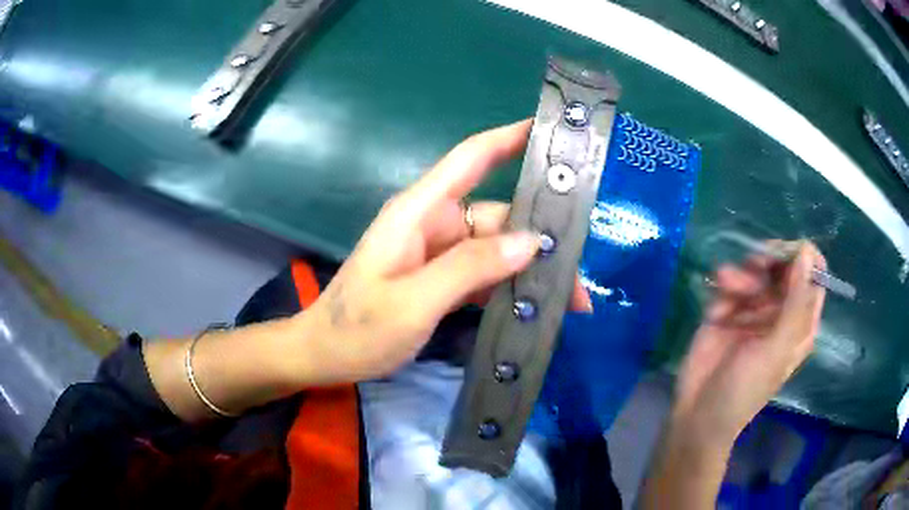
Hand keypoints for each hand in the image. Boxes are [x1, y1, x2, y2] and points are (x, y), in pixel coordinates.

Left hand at [298, 120, 591, 383]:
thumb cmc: (358, 329)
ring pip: (499, 248)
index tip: (552, 132)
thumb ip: (469, 268)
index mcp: (420, 212)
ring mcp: (439, 251)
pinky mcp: (442, 277)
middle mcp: (435, 223)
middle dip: (542, 243)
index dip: (509, 138)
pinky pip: (486, 272)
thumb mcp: (413, 302)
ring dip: (532, 272)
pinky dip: (511, 286)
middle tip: (579, 284)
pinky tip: (536, 307)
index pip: (471, 159)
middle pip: (499, 217)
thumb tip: (531, 241)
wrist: (326, 355)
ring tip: (570, 303)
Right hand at [672, 241, 826, 444]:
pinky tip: (717, 303)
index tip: (785, 254)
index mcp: (800, 321)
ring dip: (743, 272)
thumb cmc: (746, 388)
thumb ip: (795, 302)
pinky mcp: (728, 308)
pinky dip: (725, 283)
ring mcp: (754, 308)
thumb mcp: (776, 349)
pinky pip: (731, 280)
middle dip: (770, 259)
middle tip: (756, 264)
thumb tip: (805, 251)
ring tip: (727, 285)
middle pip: (785, 265)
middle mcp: (781, 310)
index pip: (814, 275)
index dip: (803, 258)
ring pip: (757, 268)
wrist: (699, 413)